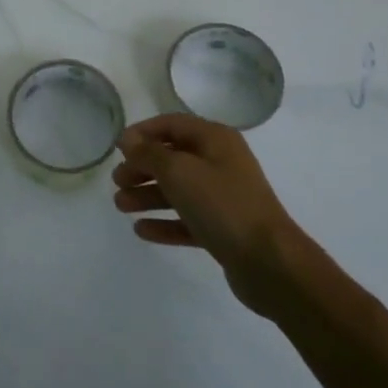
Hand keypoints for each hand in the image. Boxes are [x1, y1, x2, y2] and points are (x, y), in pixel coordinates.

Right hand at [113, 113, 301, 315]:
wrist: (270, 263)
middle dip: (142, 168)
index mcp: (215, 140)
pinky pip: (188, 219)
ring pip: (178, 190)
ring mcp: (224, 197)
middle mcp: (221, 163)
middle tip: (117, 181)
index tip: (117, 148)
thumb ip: (150, 153)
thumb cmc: (223, 205)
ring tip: (120, 206)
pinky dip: (165, 222)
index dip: (143, 132)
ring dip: (148, 195)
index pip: (172, 124)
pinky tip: (141, 230)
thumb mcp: (180, 172)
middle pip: (173, 158)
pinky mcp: (224, 229)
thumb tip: (128, 139)